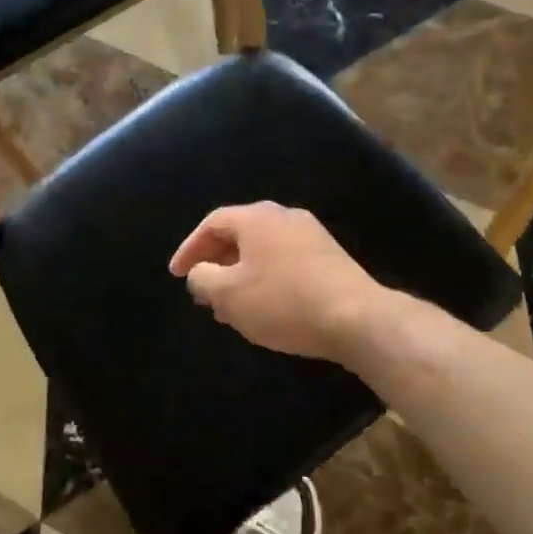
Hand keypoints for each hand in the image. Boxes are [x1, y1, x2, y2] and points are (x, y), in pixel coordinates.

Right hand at [168, 202, 386, 361]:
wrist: (356, 317)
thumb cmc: (283, 302)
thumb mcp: (229, 295)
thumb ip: (203, 279)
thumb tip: (199, 273)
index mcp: (256, 218)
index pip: (212, 224)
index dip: (189, 248)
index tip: (176, 274)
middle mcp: (284, 216)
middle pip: (239, 233)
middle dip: (216, 262)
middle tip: (203, 289)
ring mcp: (311, 234)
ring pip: (263, 249)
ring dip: (241, 273)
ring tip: (231, 304)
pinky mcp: (330, 256)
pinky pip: (285, 260)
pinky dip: (266, 277)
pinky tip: (266, 306)